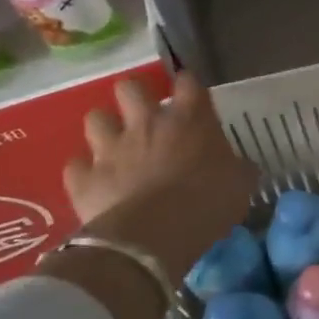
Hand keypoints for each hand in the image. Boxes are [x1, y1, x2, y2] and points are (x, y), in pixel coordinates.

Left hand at [59, 72, 258, 291]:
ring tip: (113, 146)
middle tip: (144, 116)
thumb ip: (238, 169)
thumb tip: (242, 167)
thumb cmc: (207, 204)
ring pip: (95, 118)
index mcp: (189, 119)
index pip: (188, 82)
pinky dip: (84, 172)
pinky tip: (93, 182)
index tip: (190, 96)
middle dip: (134, 97)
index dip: (188, 86)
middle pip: (130, 87)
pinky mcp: (84, 178)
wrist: (155, 236)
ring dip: (104, 129)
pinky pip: (75, 166)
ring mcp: (110, 147)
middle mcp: (146, 123)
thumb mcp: (240, 185)